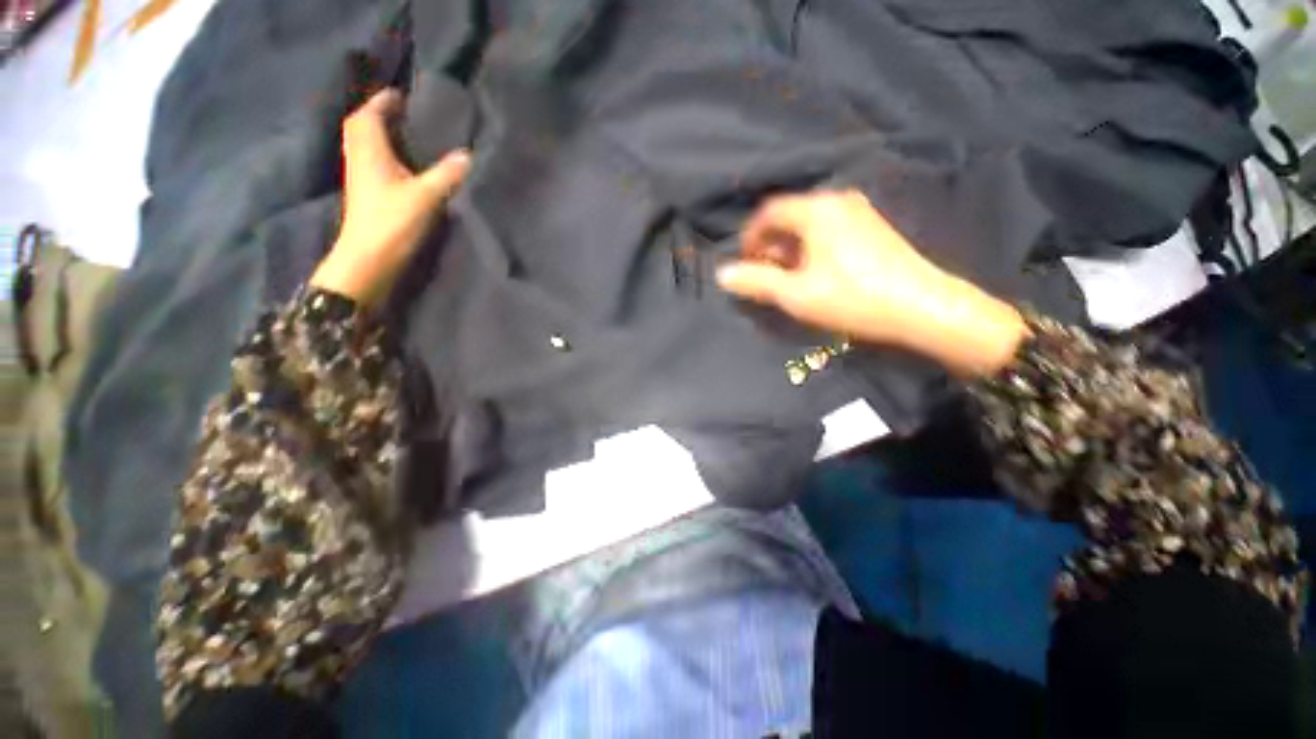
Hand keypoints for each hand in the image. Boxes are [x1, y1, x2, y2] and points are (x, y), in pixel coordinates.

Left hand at [310, 89, 470, 307]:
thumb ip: (447, 175)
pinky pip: (369, 162)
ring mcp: (360, 178)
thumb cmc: (393, 222)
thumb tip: (468, 156)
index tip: (401, 95)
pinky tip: (397, 163)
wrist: (369, 259)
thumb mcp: (426, 196)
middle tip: (400, 112)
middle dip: (376, 114)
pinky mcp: (365, 195)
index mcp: (370, 151)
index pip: (370, 115)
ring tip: (401, 134)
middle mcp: (360, 159)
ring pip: (363, 145)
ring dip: (377, 134)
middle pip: (360, 127)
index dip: (383, 101)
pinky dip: (380, 154)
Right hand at [716, 190, 1028, 376]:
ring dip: (789, 249)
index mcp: (816, 210)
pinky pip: (828, 230)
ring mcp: (858, 212)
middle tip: (763, 276)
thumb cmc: (852, 298)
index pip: (768, 212)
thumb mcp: (795, 293)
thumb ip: (756, 281)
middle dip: (769, 245)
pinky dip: (811, 248)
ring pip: (808, 225)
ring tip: (787, 280)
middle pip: (789, 217)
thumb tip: (722, 274)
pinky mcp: (871, 227)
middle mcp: (837, 201)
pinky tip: (814, 274)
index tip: (743, 263)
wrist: (921, 307)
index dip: (749, 237)